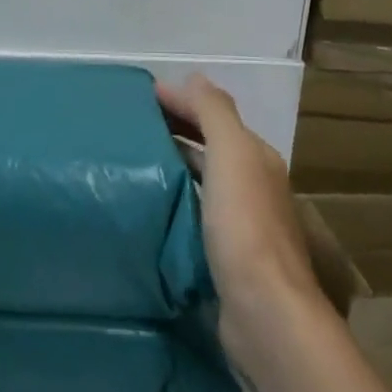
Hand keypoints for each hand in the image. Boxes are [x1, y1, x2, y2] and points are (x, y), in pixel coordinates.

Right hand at [158, 75, 329, 381]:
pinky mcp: (224, 258)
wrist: (264, 315)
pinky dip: (172, 201)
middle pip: (208, 148)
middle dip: (174, 131)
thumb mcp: (233, 156)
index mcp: (256, 159)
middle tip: (127, 126)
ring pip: (200, 182)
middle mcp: (253, 187)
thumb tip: (193, 77)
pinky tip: (147, 207)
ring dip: (171, 166)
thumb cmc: (246, 228)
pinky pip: (193, 215)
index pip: (213, 118)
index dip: (180, 102)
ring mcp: (240, 226)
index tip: (137, 97)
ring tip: (129, 161)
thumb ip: (214, 113)